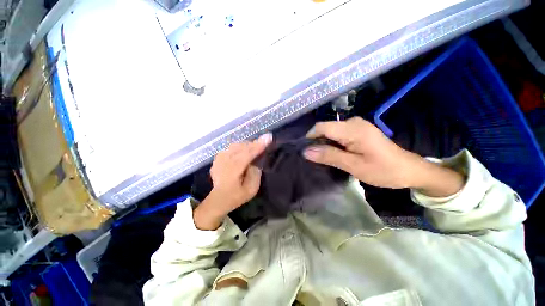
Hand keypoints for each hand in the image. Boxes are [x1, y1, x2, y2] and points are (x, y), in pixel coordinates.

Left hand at [194, 133, 271, 229]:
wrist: (218, 199)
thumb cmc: (236, 196)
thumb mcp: (251, 189)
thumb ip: (255, 173)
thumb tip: (256, 161)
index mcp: (234, 170)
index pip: (248, 153)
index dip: (259, 145)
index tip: (269, 137)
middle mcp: (225, 161)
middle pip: (242, 147)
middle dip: (254, 144)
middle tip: (263, 143)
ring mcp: (219, 158)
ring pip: (236, 145)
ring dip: (247, 145)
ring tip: (254, 148)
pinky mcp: (218, 158)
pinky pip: (231, 147)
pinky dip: (239, 147)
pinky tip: (243, 151)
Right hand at [304, 117, 463, 195]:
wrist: (408, 170)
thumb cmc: (383, 170)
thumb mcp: (354, 166)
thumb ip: (329, 156)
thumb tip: (306, 151)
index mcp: (352, 129)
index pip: (321, 127)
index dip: (310, 137)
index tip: (306, 152)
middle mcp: (353, 122)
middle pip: (325, 128)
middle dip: (317, 142)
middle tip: (316, 159)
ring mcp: (356, 125)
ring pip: (331, 131)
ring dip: (325, 144)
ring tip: (325, 158)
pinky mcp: (359, 130)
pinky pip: (338, 134)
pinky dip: (333, 143)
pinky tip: (335, 153)